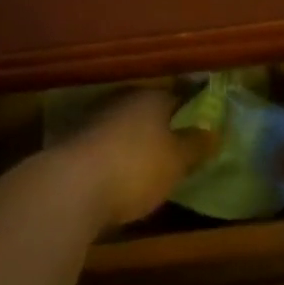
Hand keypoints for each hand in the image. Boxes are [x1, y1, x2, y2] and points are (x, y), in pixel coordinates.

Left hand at [58, 90, 214, 229]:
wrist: (69, 189)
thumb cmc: (135, 167)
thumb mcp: (177, 161)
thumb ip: (196, 145)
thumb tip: (214, 131)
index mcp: (150, 97)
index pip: (180, 95)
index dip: (194, 109)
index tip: (205, 124)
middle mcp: (121, 100)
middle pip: (149, 110)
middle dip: (163, 125)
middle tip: (180, 146)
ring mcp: (94, 120)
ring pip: (125, 126)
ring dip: (137, 141)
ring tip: (152, 164)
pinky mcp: (73, 145)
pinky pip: (105, 147)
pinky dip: (116, 156)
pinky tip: (122, 175)